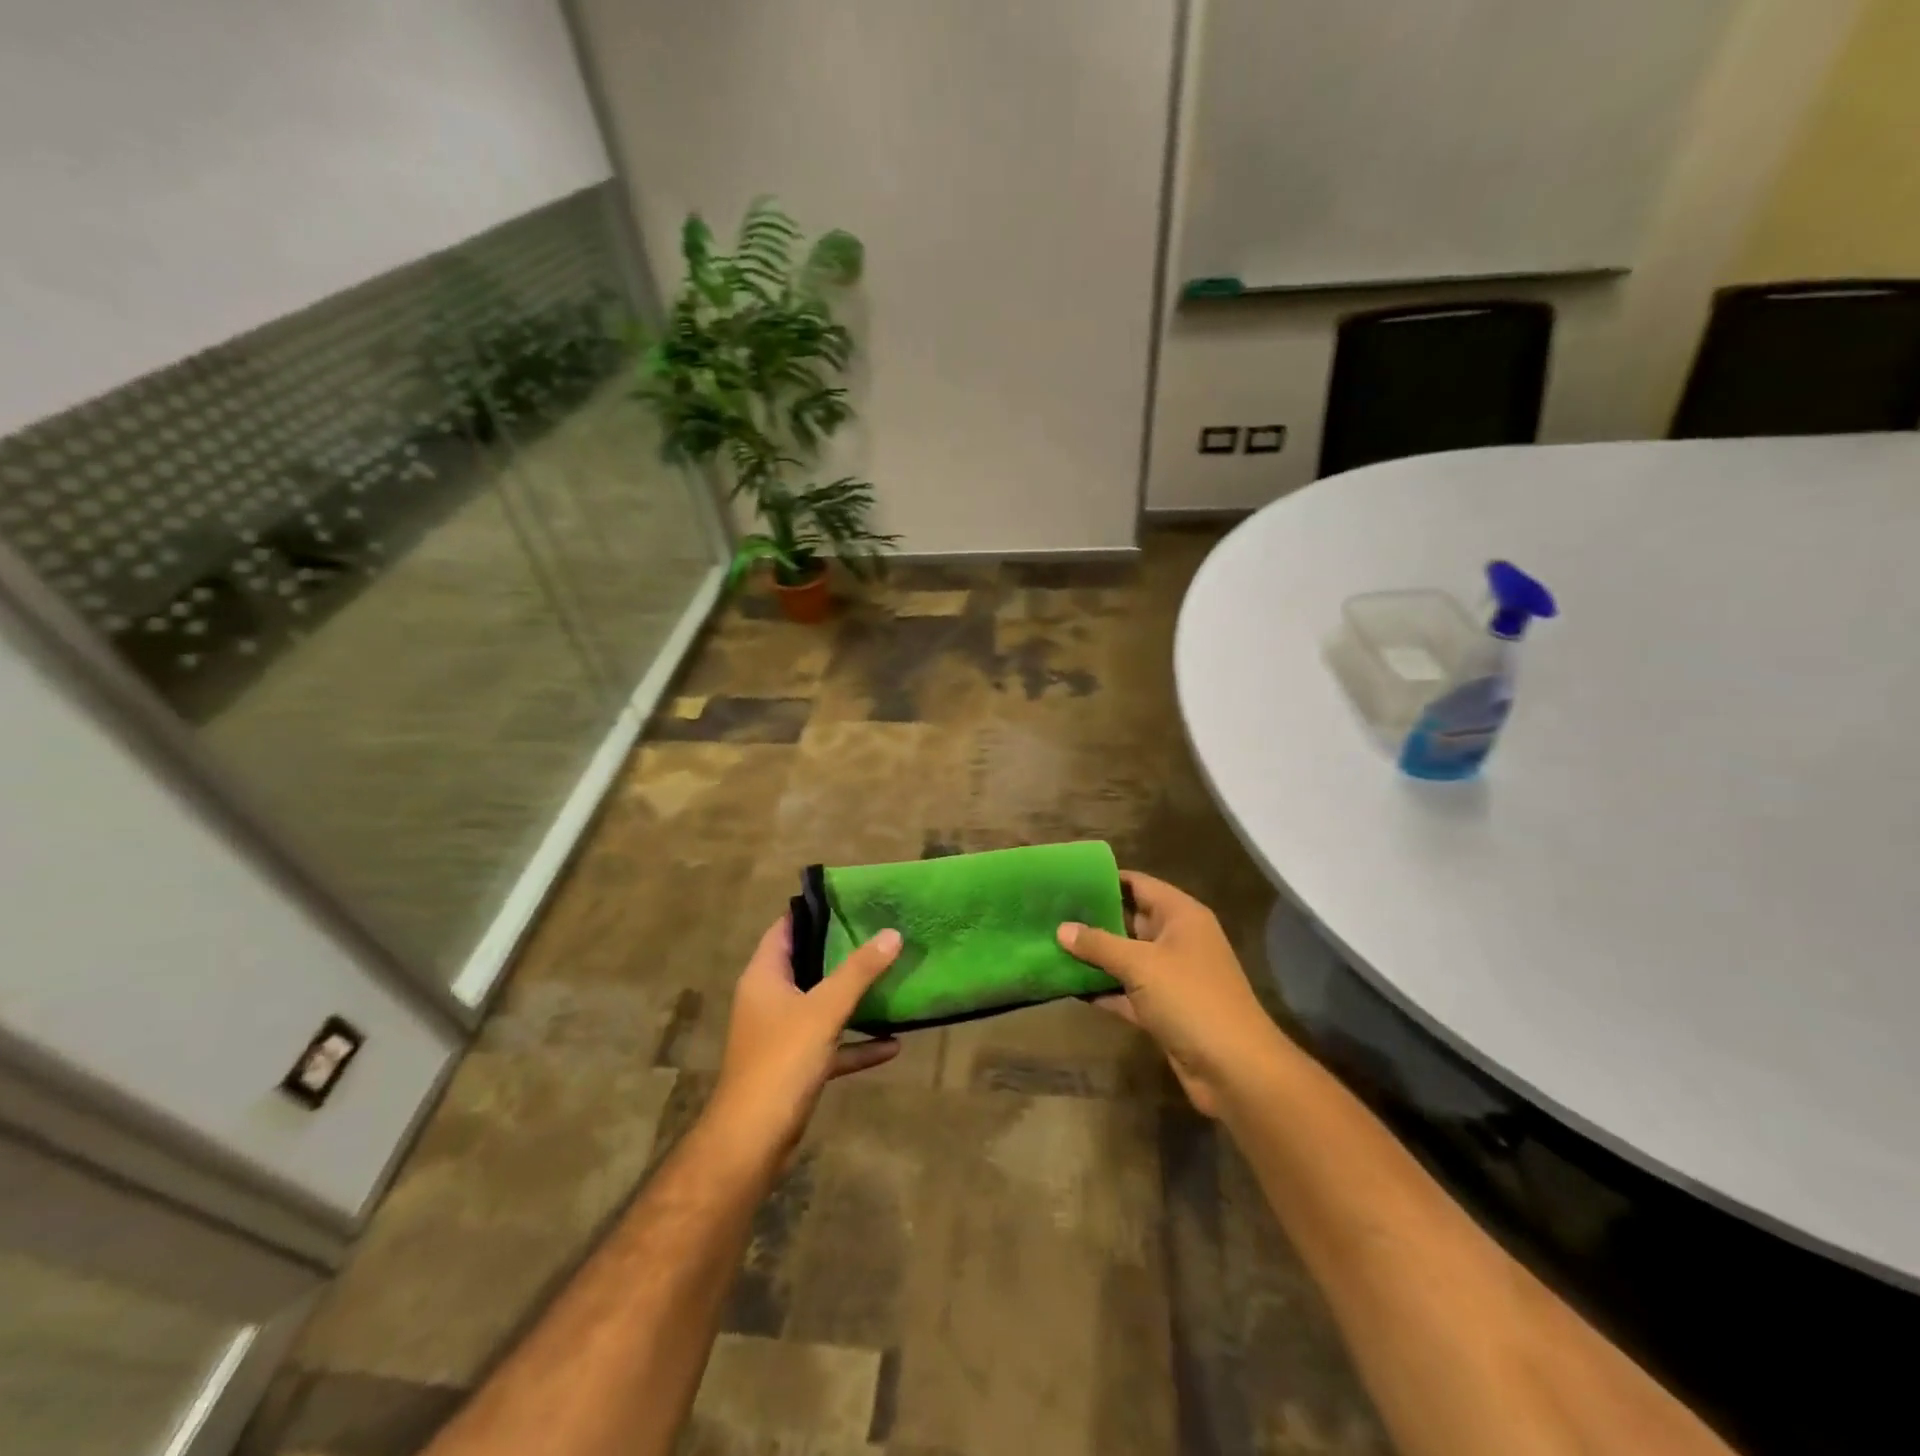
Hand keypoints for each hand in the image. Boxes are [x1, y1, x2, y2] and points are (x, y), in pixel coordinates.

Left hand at [709, 916, 902, 1159]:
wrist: (753, 1140)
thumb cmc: (781, 1060)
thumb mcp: (824, 1010)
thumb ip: (858, 971)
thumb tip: (892, 933)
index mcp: (764, 976)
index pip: (785, 929)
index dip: (813, 911)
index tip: (850, 899)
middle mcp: (769, 999)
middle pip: (806, 963)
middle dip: (841, 949)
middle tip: (879, 930)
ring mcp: (781, 1034)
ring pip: (821, 1004)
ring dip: (852, 996)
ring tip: (889, 975)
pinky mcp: (795, 1065)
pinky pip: (831, 1044)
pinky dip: (857, 1042)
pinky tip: (893, 1045)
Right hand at [1059, 872, 1280, 1118]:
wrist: (1234, 1069)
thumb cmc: (1190, 999)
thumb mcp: (1141, 965)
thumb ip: (1099, 944)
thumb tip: (1061, 929)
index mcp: (1180, 916)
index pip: (1138, 884)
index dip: (1104, 880)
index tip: (1067, 879)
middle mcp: (1177, 940)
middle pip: (1129, 920)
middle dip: (1092, 918)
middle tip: (1050, 912)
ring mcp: (1171, 976)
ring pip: (1125, 958)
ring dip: (1094, 956)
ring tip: (1051, 945)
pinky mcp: (1164, 1009)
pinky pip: (1126, 991)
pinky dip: (1103, 989)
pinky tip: (1068, 986)